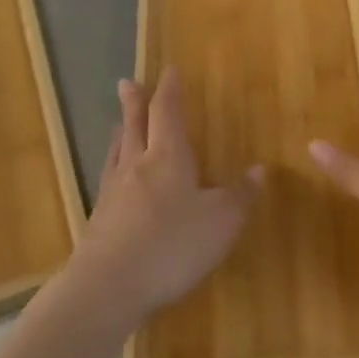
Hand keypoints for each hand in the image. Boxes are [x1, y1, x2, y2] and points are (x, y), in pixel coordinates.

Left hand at [71, 68, 257, 322]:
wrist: (108, 286)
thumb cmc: (172, 245)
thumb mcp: (220, 222)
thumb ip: (240, 195)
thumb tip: (259, 169)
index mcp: (167, 157)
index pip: (167, 112)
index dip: (170, 91)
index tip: (170, 71)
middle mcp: (137, 165)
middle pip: (134, 125)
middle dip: (135, 102)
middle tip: (127, 82)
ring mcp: (113, 192)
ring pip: (117, 150)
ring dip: (121, 132)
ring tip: (119, 123)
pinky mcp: (99, 219)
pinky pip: (108, 179)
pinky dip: (113, 166)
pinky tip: (114, 178)